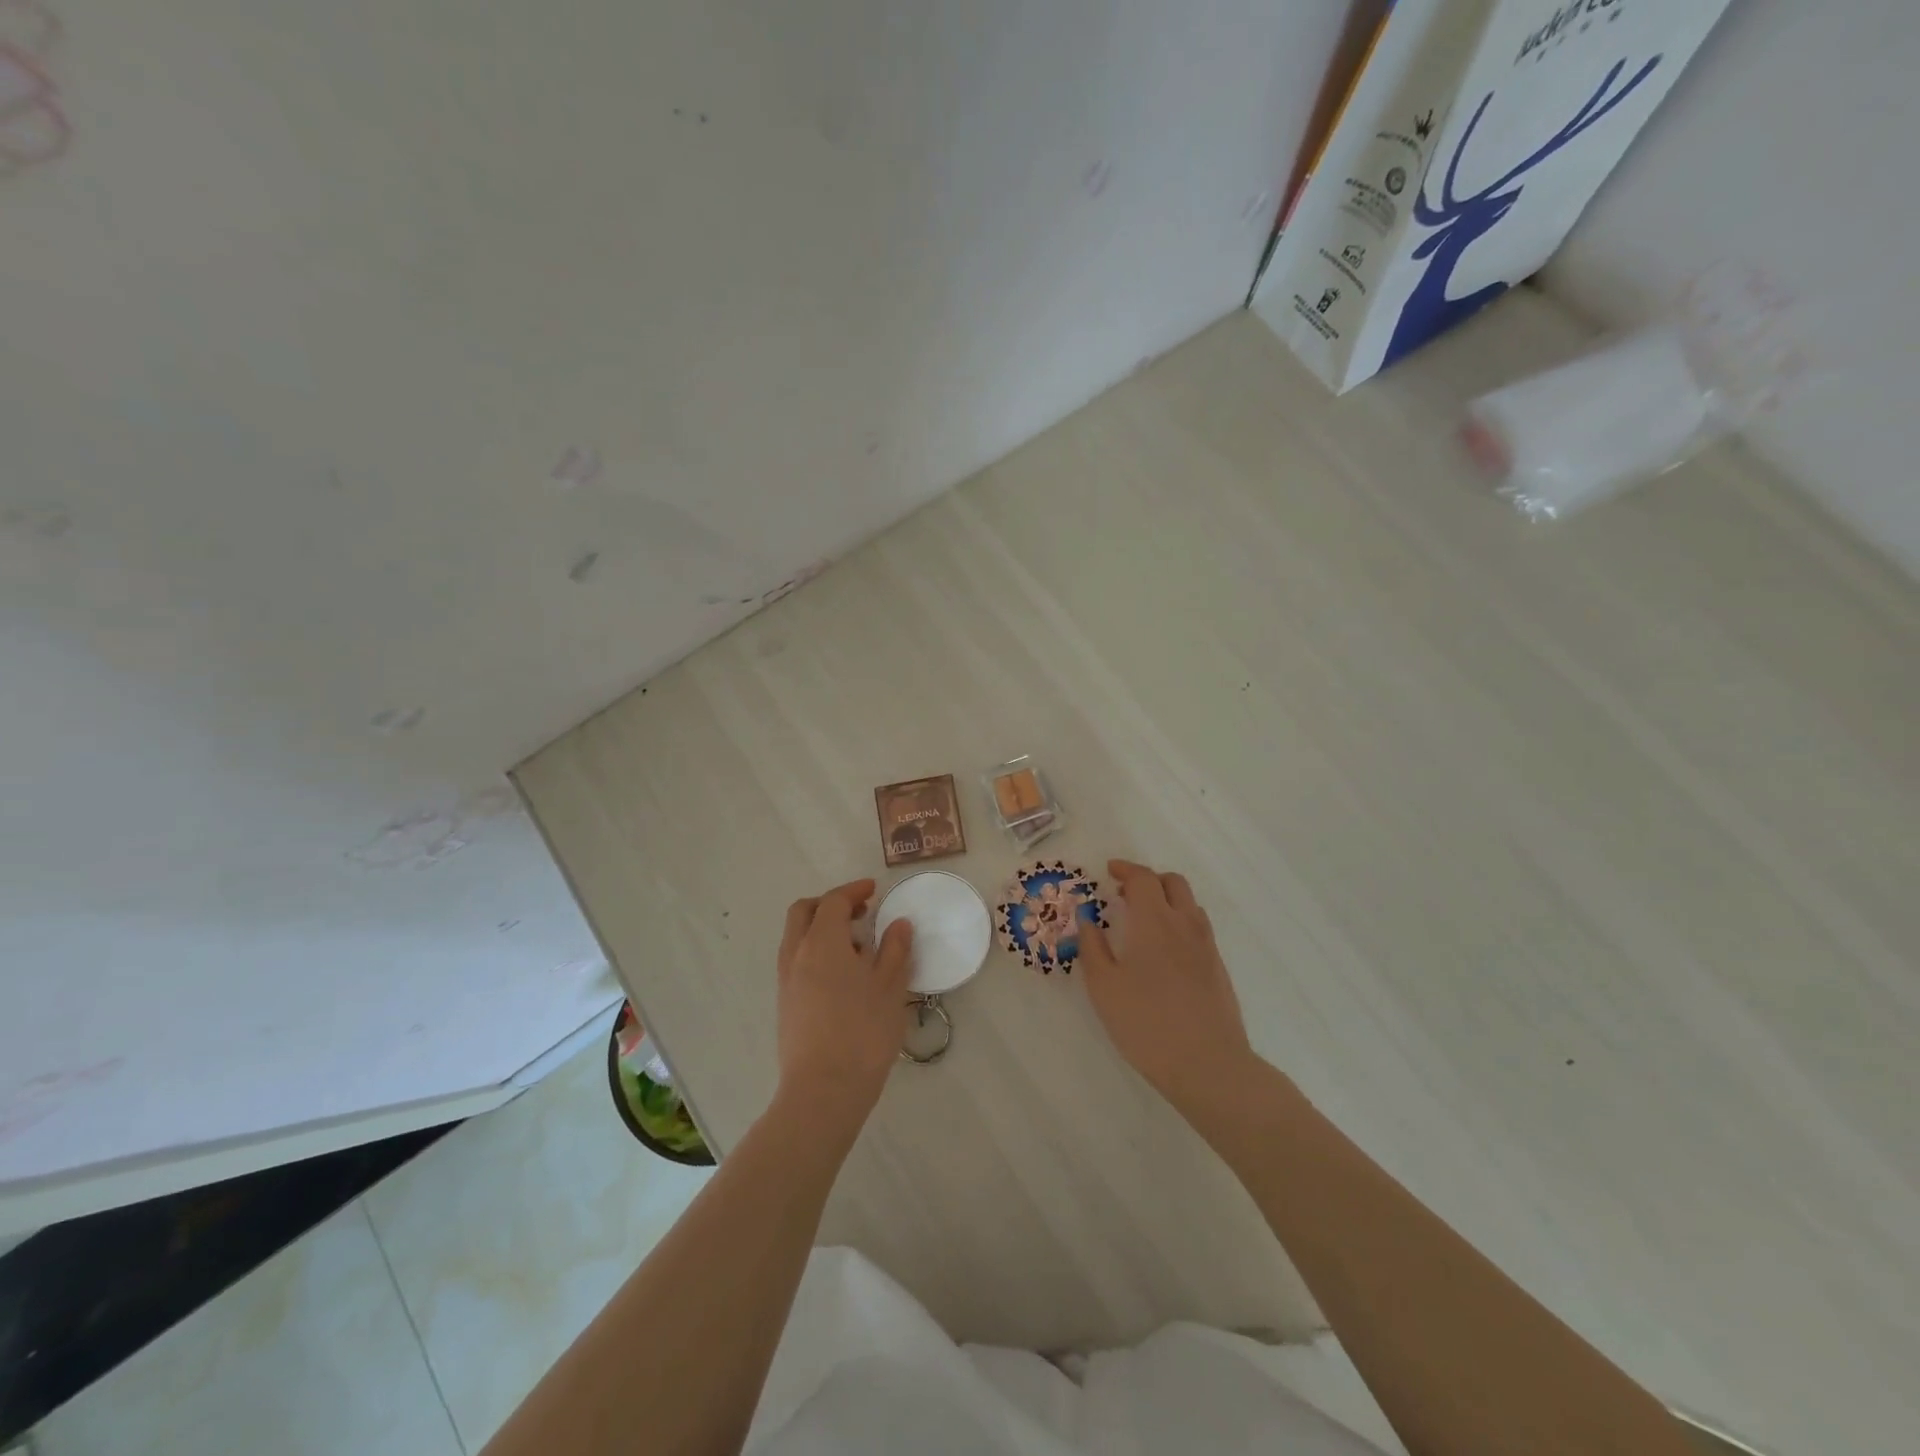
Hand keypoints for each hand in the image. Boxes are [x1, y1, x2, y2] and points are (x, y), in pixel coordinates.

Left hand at [775, 879, 913, 1123]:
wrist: (823, 1091)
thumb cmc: (863, 1032)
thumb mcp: (891, 987)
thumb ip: (896, 950)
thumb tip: (898, 924)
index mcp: (822, 942)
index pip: (833, 901)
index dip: (854, 891)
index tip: (874, 891)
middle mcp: (796, 954)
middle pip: (804, 912)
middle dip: (830, 904)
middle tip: (860, 912)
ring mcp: (786, 981)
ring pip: (796, 937)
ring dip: (821, 929)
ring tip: (857, 948)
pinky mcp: (785, 1005)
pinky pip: (796, 961)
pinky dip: (816, 953)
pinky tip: (843, 977)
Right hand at [1078, 860, 1255, 1110]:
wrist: (1208, 1064)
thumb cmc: (1146, 1023)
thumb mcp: (1104, 986)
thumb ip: (1092, 947)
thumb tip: (1087, 918)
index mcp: (1154, 921)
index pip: (1143, 879)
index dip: (1125, 870)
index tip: (1109, 872)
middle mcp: (1184, 924)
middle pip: (1172, 883)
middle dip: (1148, 880)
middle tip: (1125, 895)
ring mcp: (1206, 946)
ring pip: (1189, 904)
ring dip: (1166, 900)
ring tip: (1144, 921)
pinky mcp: (1218, 968)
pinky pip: (1198, 928)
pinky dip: (1179, 923)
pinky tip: (1165, 951)